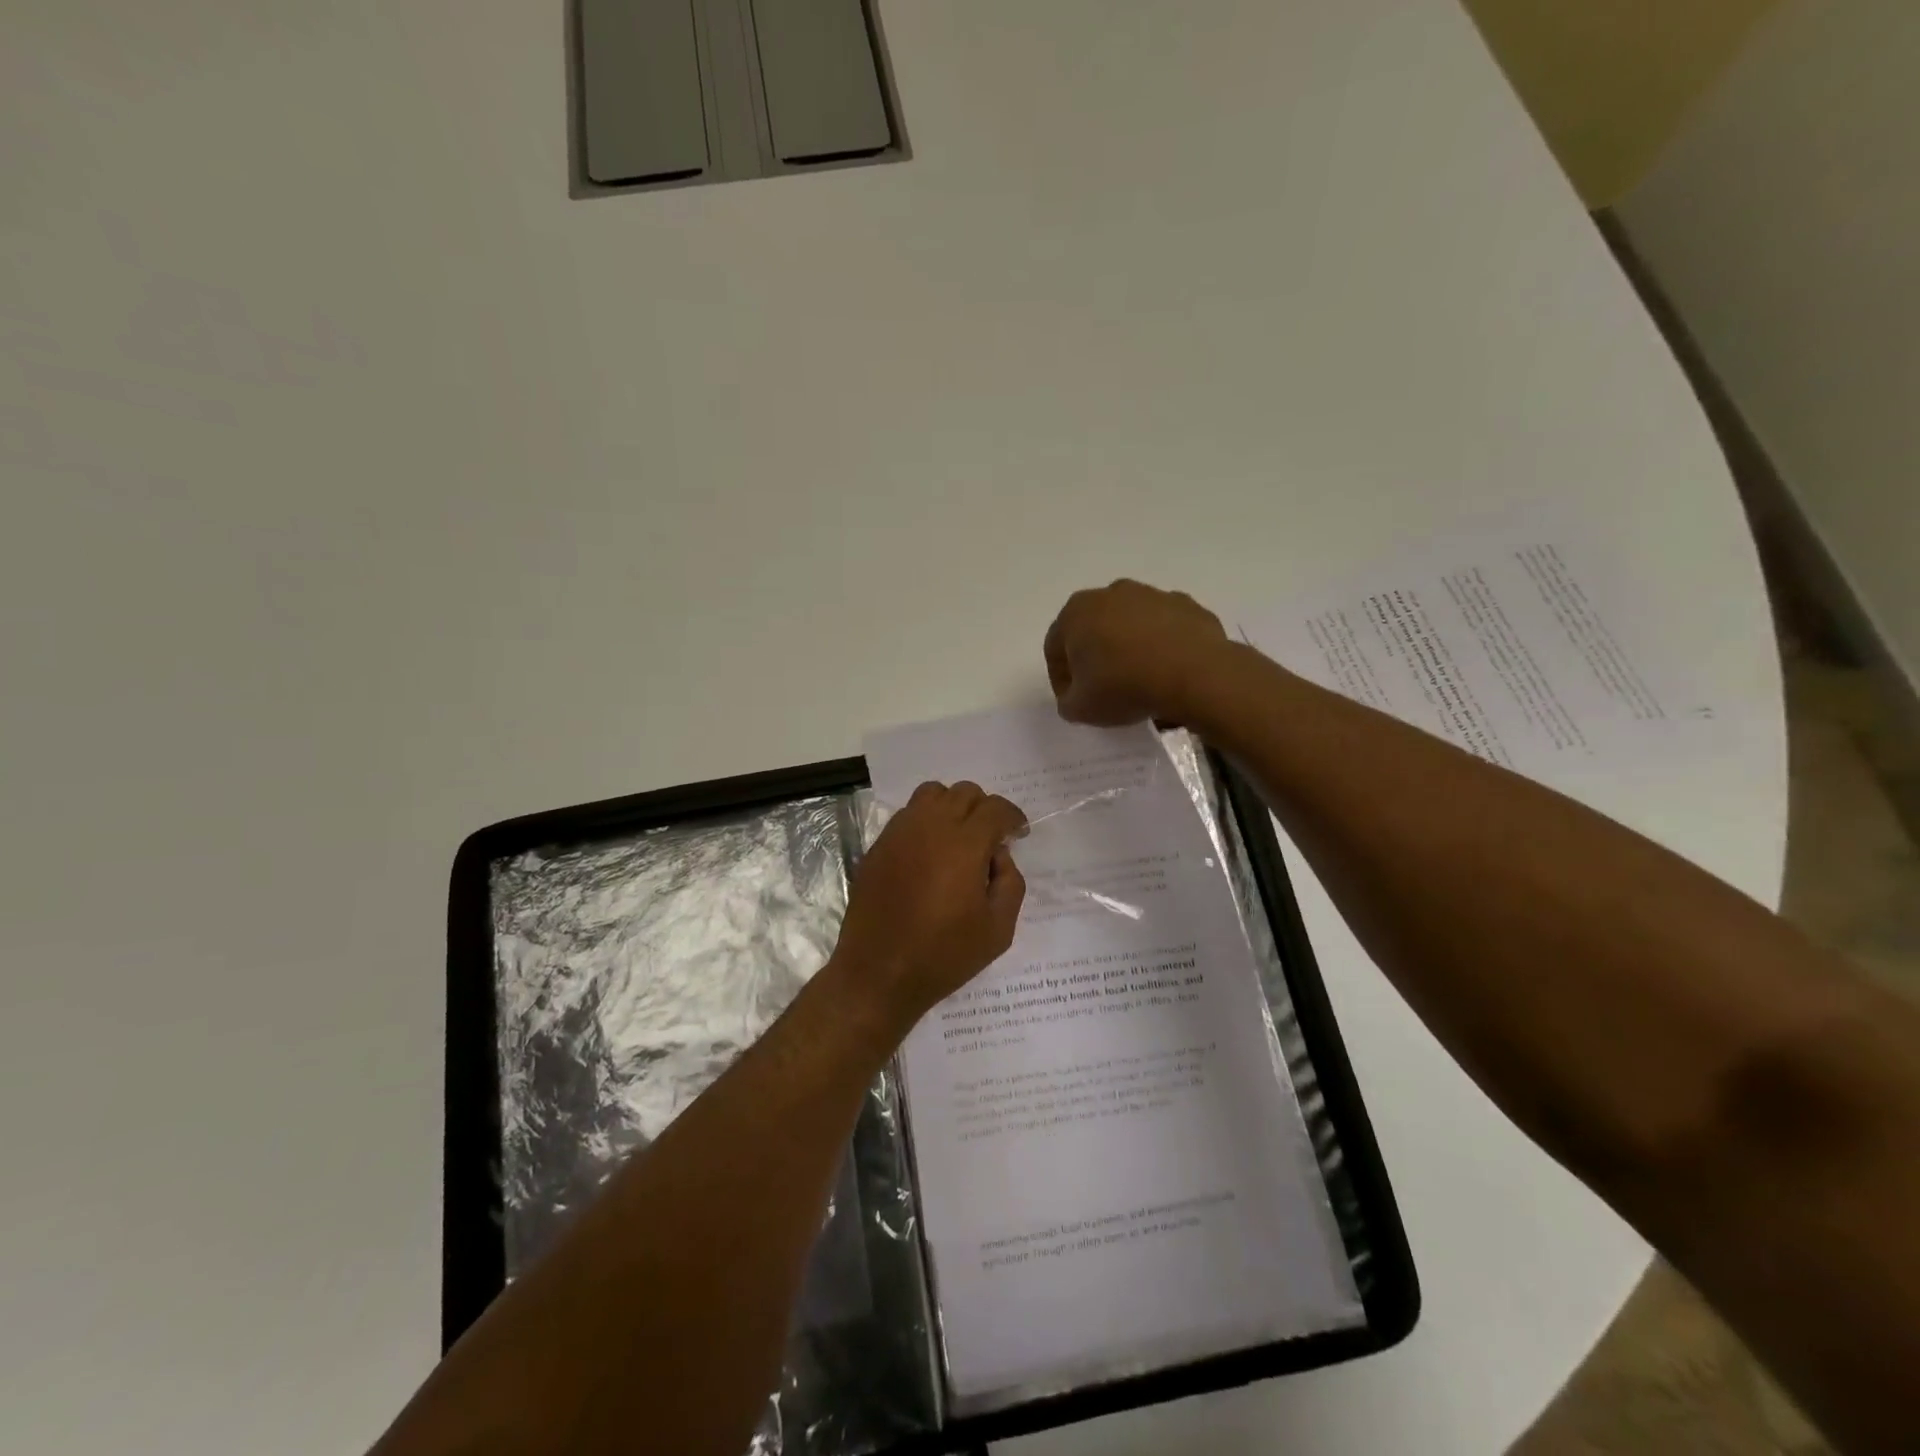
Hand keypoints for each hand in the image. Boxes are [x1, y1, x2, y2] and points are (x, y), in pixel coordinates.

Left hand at [831, 781, 1027, 1031]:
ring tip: (958, 837)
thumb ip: (1010, 883)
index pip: (995, 808)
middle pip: (964, 792)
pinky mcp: (878, 846)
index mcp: (964, 844)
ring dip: (952, 806)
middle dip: (984, 809)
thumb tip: (999, 855)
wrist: (878, 973)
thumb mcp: (998, 929)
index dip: (1013, 817)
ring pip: (931, 794)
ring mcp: (899, 833)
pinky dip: (925, 821)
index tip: (1019, 834)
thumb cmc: (944, 955)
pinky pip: (907, 815)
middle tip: (990, 839)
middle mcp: (930, 826)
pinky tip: (929, 853)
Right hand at [1043, 579, 1230, 725]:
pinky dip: (1163, 647)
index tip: (1075, 701)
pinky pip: (1165, 629)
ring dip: (1130, 649)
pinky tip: (1169, 673)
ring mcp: (1152, 595)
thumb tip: (1075, 697)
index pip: (1056, 647)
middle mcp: (1111, 593)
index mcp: (1077, 612)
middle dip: (1096, 657)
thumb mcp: (1081, 708)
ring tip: (1141, 682)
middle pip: (1094, 629)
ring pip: (1131, 626)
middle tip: (1105, 690)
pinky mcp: (1186, 605)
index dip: (1062, 679)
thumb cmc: (1124, 686)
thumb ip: (1068, 701)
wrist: (1194, 674)